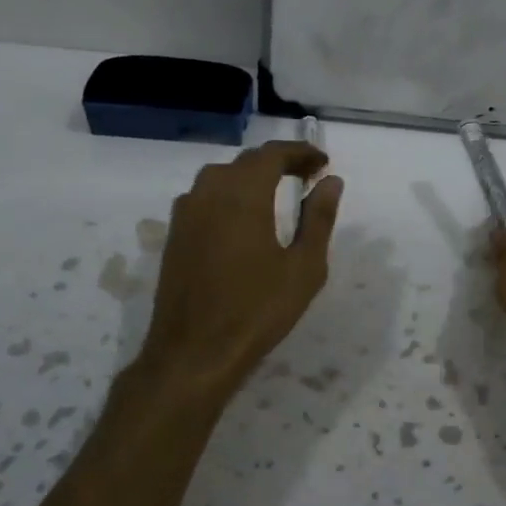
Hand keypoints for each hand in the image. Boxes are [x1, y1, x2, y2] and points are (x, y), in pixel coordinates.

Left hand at [136, 140, 343, 399]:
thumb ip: (319, 218)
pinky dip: (229, 193)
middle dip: (279, 162)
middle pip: (246, 161)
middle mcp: (209, 193)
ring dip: (250, 175)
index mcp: (242, 195)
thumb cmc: (257, 310)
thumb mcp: (303, 267)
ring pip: (221, 176)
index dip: (300, 152)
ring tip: (277, 192)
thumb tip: (331, 182)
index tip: (323, 163)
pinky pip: (204, 196)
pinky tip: (242, 216)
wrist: (193, 353)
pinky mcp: (174, 234)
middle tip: (307, 177)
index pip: (272, 154)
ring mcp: (186, 213)